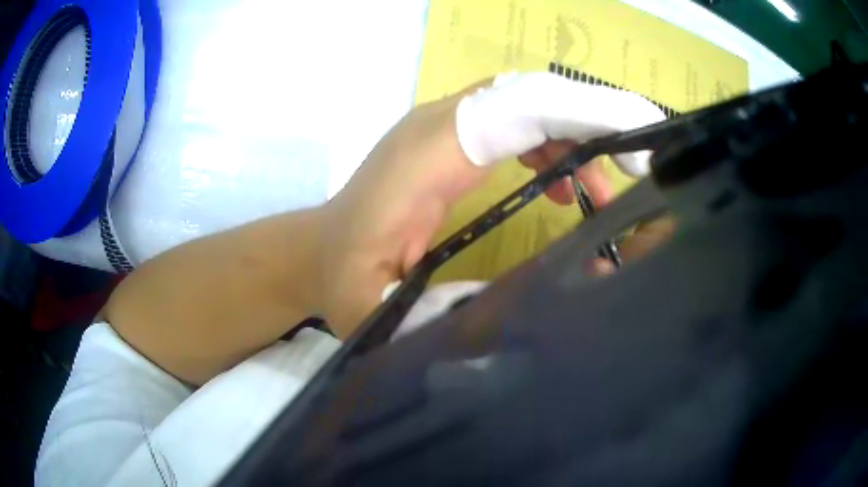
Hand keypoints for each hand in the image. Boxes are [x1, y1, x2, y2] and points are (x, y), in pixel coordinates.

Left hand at [320, 73, 665, 337]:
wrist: (320, 250)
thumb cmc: (344, 277)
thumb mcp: (381, 305)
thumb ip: (437, 313)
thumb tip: (516, 321)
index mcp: (429, 153)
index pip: (519, 107)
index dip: (582, 118)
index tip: (631, 156)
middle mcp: (440, 122)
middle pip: (531, 94)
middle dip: (592, 121)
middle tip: (633, 169)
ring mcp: (445, 123)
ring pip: (527, 103)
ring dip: (574, 137)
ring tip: (598, 196)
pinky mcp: (452, 137)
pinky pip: (515, 120)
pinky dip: (551, 145)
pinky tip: (563, 187)